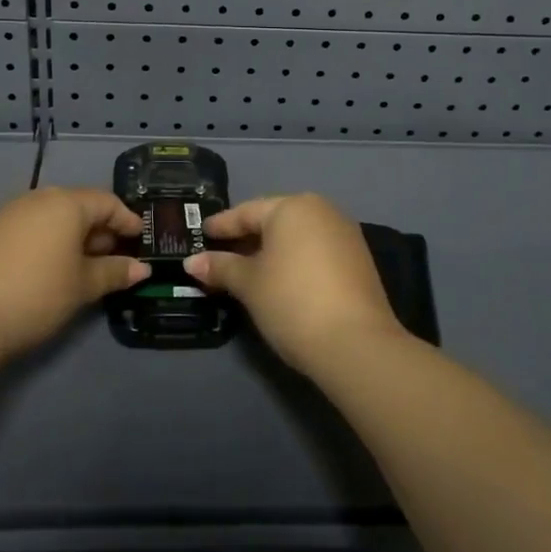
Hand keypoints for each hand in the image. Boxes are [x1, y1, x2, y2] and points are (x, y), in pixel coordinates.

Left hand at [0, 187, 145, 364]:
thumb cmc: (36, 294)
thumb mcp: (82, 286)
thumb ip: (114, 273)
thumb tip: (142, 269)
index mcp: (67, 203)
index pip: (107, 202)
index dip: (127, 220)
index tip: (142, 240)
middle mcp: (40, 198)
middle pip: (81, 206)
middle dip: (102, 230)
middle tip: (118, 258)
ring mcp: (12, 213)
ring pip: (56, 217)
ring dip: (77, 237)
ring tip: (89, 266)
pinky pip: (35, 227)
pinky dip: (53, 242)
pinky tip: (56, 268)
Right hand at [184, 193, 404, 374]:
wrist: (356, 344)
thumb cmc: (291, 301)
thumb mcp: (249, 284)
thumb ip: (221, 267)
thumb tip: (192, 262)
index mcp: (293, 206)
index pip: (247, 212)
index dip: (222, 225)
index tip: (201, 233)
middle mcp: (322, 211)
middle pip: (274, 221)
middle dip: (246, 238)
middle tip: (220, 253)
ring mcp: (345, 235)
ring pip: (296, 237)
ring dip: (271, 251)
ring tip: (246, 270)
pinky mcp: (358, 261)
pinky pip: (315, 251)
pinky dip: (294, 261)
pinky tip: (279, 280)